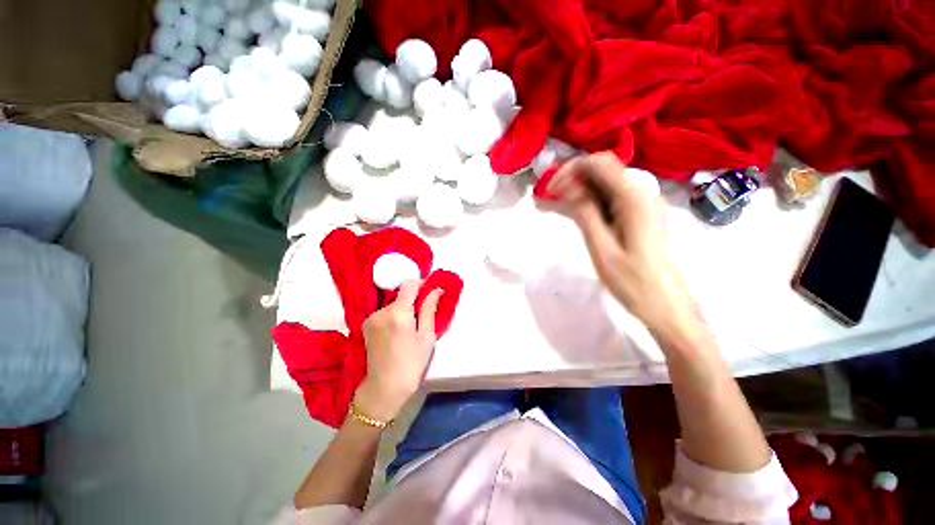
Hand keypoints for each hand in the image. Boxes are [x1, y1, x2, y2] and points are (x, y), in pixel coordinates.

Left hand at [355, 281, 442, 421]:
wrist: (384, 387)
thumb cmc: (412, 363)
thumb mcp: (427, 337)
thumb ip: (429, 309)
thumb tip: (436, 289)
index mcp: (398, 313)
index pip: (409, 284)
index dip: (421, 283)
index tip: (431, 290)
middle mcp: (381, 311)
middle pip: (401, 295)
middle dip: (414, 299)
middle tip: (425, 313)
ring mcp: (371, 317)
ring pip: (394, 303)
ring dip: (404, 308)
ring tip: (412, 326)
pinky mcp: (367, 324)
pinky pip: (385, 312)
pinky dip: (395, 315)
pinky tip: (400, 331)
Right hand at [549, 152, 701, 345]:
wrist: (668, 307)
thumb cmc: (635, 283)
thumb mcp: (603, 250)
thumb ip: (586, 215)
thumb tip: (569, 187)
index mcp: (634, 199)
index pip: (599, 164)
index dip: (570, 170)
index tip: (549, 190)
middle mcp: (641, 194)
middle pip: (601, 172)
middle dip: (570, 180)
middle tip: (546, 199)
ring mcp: (641, 205)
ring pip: (603, 186)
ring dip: (576, 192)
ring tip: (551, 206)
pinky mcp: (639, 217)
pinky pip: (609, 200)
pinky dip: (588, 203)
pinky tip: (571, 213)